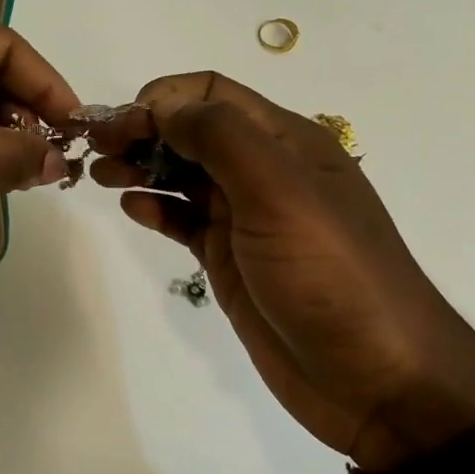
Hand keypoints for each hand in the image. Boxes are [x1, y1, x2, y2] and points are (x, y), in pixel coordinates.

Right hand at [90, 73, 474, 471]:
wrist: (377, 380)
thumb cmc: (332, 275)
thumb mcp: (279, 193)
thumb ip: (221, 138)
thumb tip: (163, 107)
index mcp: (286, 141)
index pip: (212, 93)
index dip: (163, 99)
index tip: (121, 124)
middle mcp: (264, 170)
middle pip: (192, 130)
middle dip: (143, 130)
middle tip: (96, 148)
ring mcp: (245, 217)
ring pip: (183, 173)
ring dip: (141, 165)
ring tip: (101, 175)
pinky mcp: (230, 258)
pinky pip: (184, 219)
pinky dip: (156, 207)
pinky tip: (133, 209)